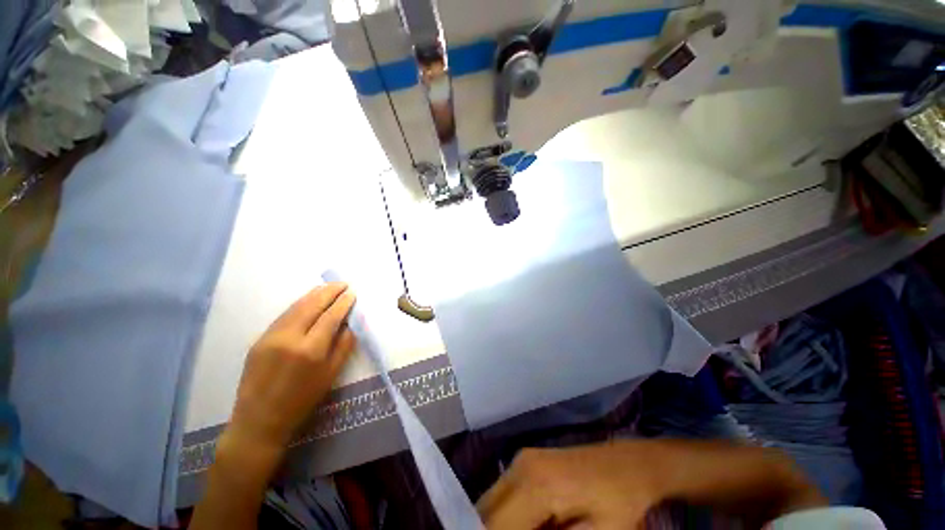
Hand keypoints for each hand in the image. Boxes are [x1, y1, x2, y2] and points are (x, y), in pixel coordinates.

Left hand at [227, 282, 356, 451]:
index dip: (343, 303)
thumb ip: (344, 345)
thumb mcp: (331, 374)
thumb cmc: (302, 400)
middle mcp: (290, 338)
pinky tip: (308, 300)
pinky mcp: (260, 339)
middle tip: (343, 283)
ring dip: (314, 294)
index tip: (352, 293)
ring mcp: (271, 336)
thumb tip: (351, 322)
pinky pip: (284, 315)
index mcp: (311, 350)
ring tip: (328, 286)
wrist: (260, 420)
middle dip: (329, 291)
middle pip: (312, 305)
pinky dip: (299, 304)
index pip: (331, 316)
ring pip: (296, 306)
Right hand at [477, 443, 665, 529]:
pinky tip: (532, 525)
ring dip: (501, 526)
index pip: (494, 524)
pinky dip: (507, 516)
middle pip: (485, 511)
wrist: (628, 465)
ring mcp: (521, 459)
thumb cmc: (617, 504)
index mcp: (536, 484)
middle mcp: (520, 466)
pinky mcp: (524, 460)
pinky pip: (502, 494)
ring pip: (490, 502)